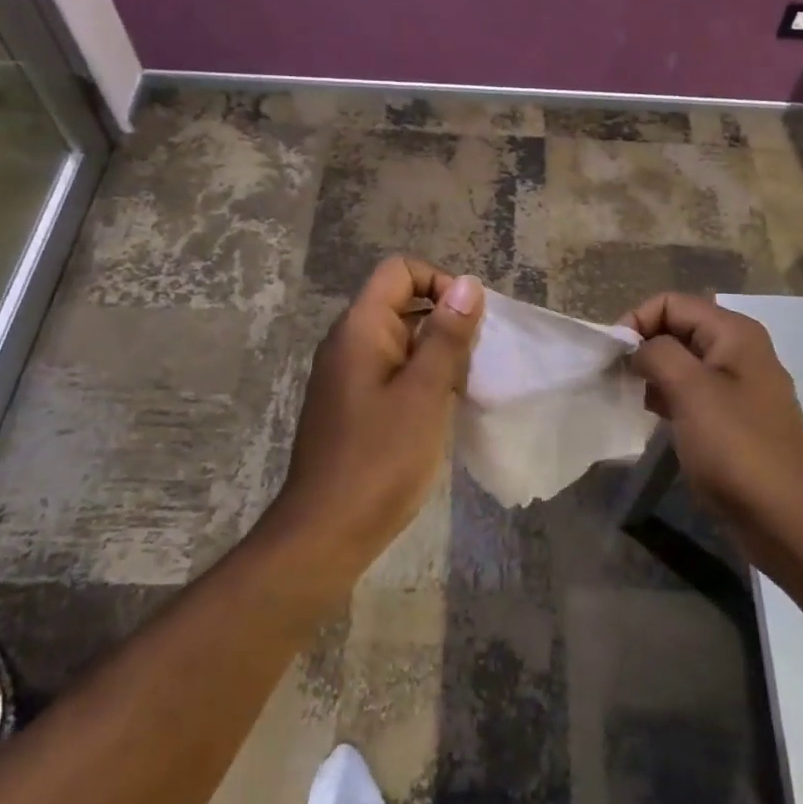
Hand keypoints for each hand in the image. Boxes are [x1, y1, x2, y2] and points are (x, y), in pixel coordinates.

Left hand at [257, 256, 483, 582]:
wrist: (326, 533)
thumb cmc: (381, 458)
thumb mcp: (425, 392)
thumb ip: (447, 335)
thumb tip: (467, 284)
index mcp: (360, 328)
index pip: (400, 271)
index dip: (439, 282)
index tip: (469, 322)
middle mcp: (349, 342)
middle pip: (401, 303)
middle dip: (445, 321)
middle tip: (476, 359)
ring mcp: (347, 376)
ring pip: (401, 340)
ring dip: (437, 353)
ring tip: (464, 387)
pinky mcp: (353, 405)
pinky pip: (392, 372)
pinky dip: (421, 379)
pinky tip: (442, 410)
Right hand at [622, 293, 802, 578]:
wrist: (791, 520)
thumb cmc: (739, 449)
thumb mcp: (691, 391)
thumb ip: (658, 354)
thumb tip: (638, 347)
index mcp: (733, 333)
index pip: (672, 302)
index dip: (637, 321)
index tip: (612, 357)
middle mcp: (739, 351)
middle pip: (678, 329)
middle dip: (644, 348)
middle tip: (618, 380)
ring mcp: (739, 387)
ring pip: (683, 363)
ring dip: (655, 375)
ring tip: (635, 401)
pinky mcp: (734, 421)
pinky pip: (693, 394)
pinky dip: (670, 399)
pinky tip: (657, 420)